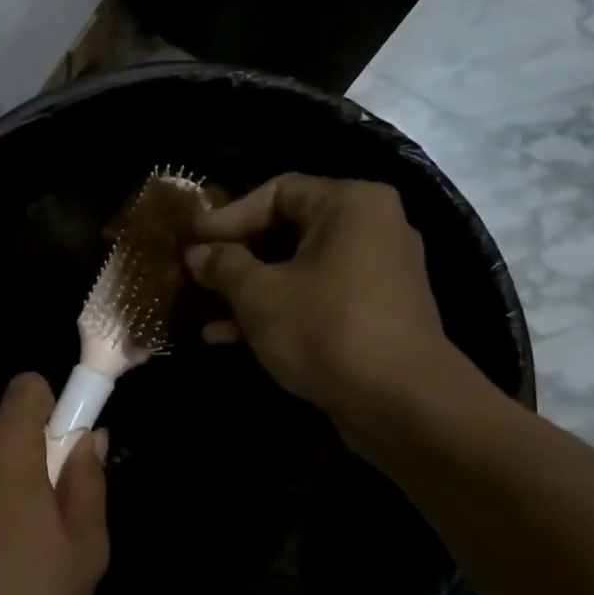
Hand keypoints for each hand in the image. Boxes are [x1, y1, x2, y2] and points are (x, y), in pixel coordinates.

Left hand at [0, 373, 109, 594]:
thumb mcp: (83, 548)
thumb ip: (88, 483)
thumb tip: (88, 439)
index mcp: (3, 448)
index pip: (26, 387)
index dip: (52, 408)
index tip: (63, 451)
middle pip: (4, 435)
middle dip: (29, 463)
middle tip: (46, 523)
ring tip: (11, 558)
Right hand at [184, 174, 459, 423]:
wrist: (401, 403)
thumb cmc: (325, 329)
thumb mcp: (258, 294)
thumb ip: (223, 265)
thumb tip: (196, 252)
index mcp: (350, 205)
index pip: (277, 191)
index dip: (228, 216)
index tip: (192, 241)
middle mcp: (372, 228)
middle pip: (287, 230)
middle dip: (236, 257)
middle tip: (196, 273)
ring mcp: (377, 273)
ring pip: (298, 269)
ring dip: (249, 289)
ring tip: (204, 312)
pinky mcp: (374, 313)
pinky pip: (316, 297)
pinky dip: (277, 310)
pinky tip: (230, 337)